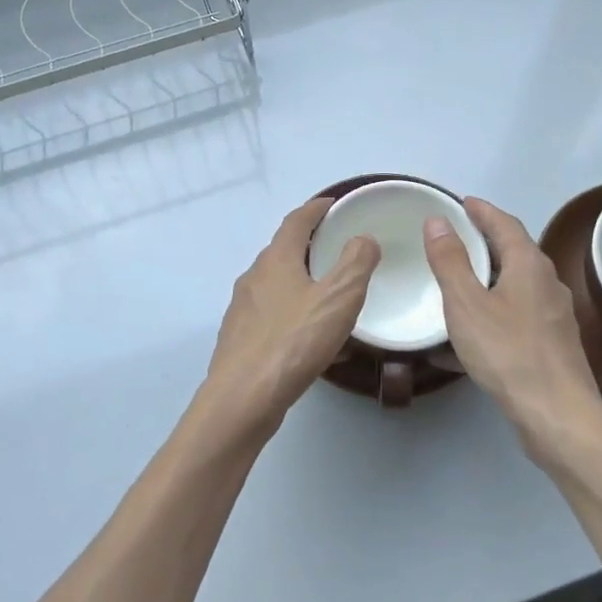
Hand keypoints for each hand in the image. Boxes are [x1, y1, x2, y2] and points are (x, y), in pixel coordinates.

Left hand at [198, 196, 380, 440]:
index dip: (315, 209)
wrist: (244, 397)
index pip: (296, 221)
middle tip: (337, 249)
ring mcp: (242, 309)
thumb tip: (363, 239)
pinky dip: (292, 313)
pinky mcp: (239, 339)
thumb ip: (356, 264)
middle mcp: (253, 278)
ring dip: (300, 281)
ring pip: (276, 285)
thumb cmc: (294, 342)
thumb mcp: (339, 298)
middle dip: (309, 246)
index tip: (333, 204)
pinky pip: (271, 315)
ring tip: (327, 294)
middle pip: (282, 251)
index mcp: (276, 260)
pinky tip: (309, 337)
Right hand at [424, 197, 601, 461]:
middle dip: (487, 240)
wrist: (556, 413)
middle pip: (516, 251)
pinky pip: (518, 313)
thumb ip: (450, 261)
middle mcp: (548, 282)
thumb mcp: (466, 303)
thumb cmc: (507, 352)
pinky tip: (475, 330)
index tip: (463, 202)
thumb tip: (438, 221)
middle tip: (458, 236)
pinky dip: (495, 308)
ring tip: (462, 279)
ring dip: (491, 276)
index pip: (505, 224)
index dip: (483, 211)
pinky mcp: (553, 343)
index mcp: (529, 265)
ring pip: (518, 284)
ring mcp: (555, 315)